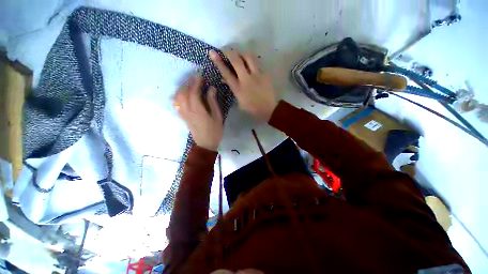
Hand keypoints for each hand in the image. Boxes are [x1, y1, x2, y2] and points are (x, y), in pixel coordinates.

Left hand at [173, 76, 222, 150]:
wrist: (205, 144)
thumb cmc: (214, 131)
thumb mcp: (217, 116)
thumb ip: (213, 102)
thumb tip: (211, 88)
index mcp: (198, 110)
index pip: (193, 92)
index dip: (196, 83)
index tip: (200, 76)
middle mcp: (188, 110)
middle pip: (183, 93)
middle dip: (188, 83)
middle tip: (194, 78)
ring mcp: (183, 114)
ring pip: (177, 97)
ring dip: (182, 88)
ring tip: (189, 84)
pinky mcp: (182, 117)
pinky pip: (176, 104)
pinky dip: (177, 97)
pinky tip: (182, 94)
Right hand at [209, 49, 277, 121]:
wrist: (269, 109)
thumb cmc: (252, 108)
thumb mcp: (239, 101)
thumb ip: (232, 89)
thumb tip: (225, 79)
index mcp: (238, 89)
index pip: (226, 73)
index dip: (218, 62)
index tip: (212, 53)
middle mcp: (247, 80)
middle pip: (236, 60)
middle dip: (229, 52)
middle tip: (225, 50)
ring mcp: (257, 75)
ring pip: (248, 57)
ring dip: (242, 53)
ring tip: (239, 55)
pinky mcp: (265, 74)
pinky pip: (257, 63)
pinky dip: (252, 61)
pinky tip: (250, 64)